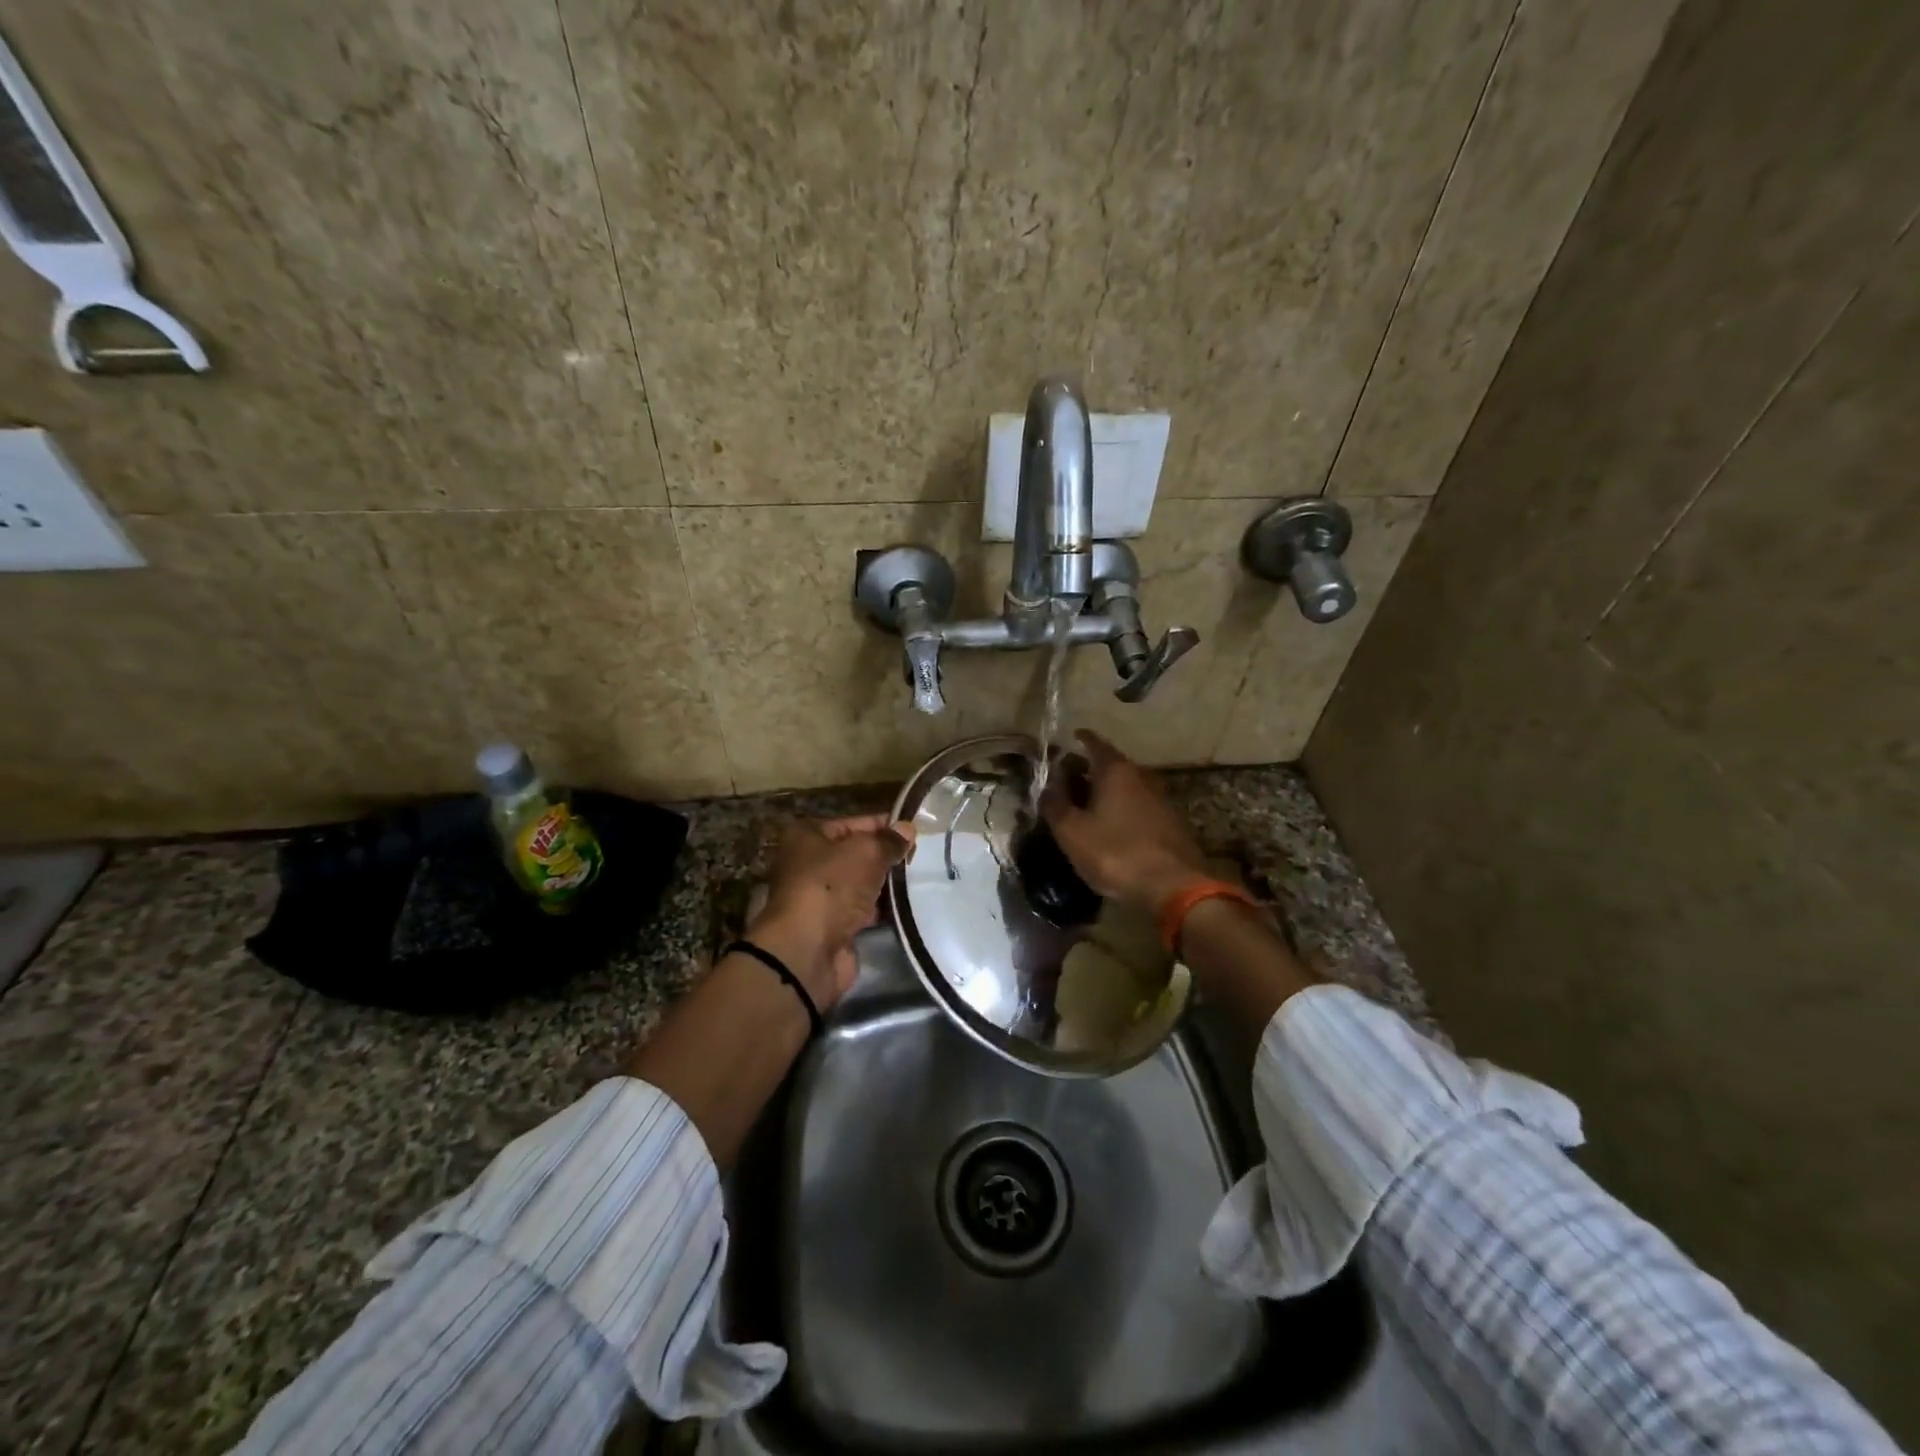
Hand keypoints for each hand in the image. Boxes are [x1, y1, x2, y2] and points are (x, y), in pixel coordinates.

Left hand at [748, 814, 915, 1009]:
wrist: (808, 950)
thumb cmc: (831, 887)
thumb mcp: (866, 852)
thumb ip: (888, 841)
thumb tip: (907, 829)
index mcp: (807, 837)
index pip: (851, 824)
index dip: (882, 825)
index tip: (913, 831)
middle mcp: (808, 864)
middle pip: (854, 854)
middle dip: (884, 856)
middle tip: (919, 857)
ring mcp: (819, 898)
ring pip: (860, 884)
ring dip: (884, 884)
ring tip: (919, 880)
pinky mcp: (831, 927)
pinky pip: (862, 911)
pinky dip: (881, 910)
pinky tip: (906, 906)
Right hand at [1039, 730, 1209, 913]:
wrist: (1174, 887)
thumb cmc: (1115, 852)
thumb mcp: (1071, 831)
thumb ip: (1055, 804)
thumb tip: (1047, 785)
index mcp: (1115, 770)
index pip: (1094, 743)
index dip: (1078, 740)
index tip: (1067, 741)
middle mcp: (1140, 776)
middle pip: (1110, 764)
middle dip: (1087, 769)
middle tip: (1066, 781)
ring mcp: (1159, 798)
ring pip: (1125, 786)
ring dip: (1104, 792)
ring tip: (1084, 806)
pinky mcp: (1170, 822)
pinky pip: (1137, 805)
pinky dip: (1120, 809)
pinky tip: (1110, 827)